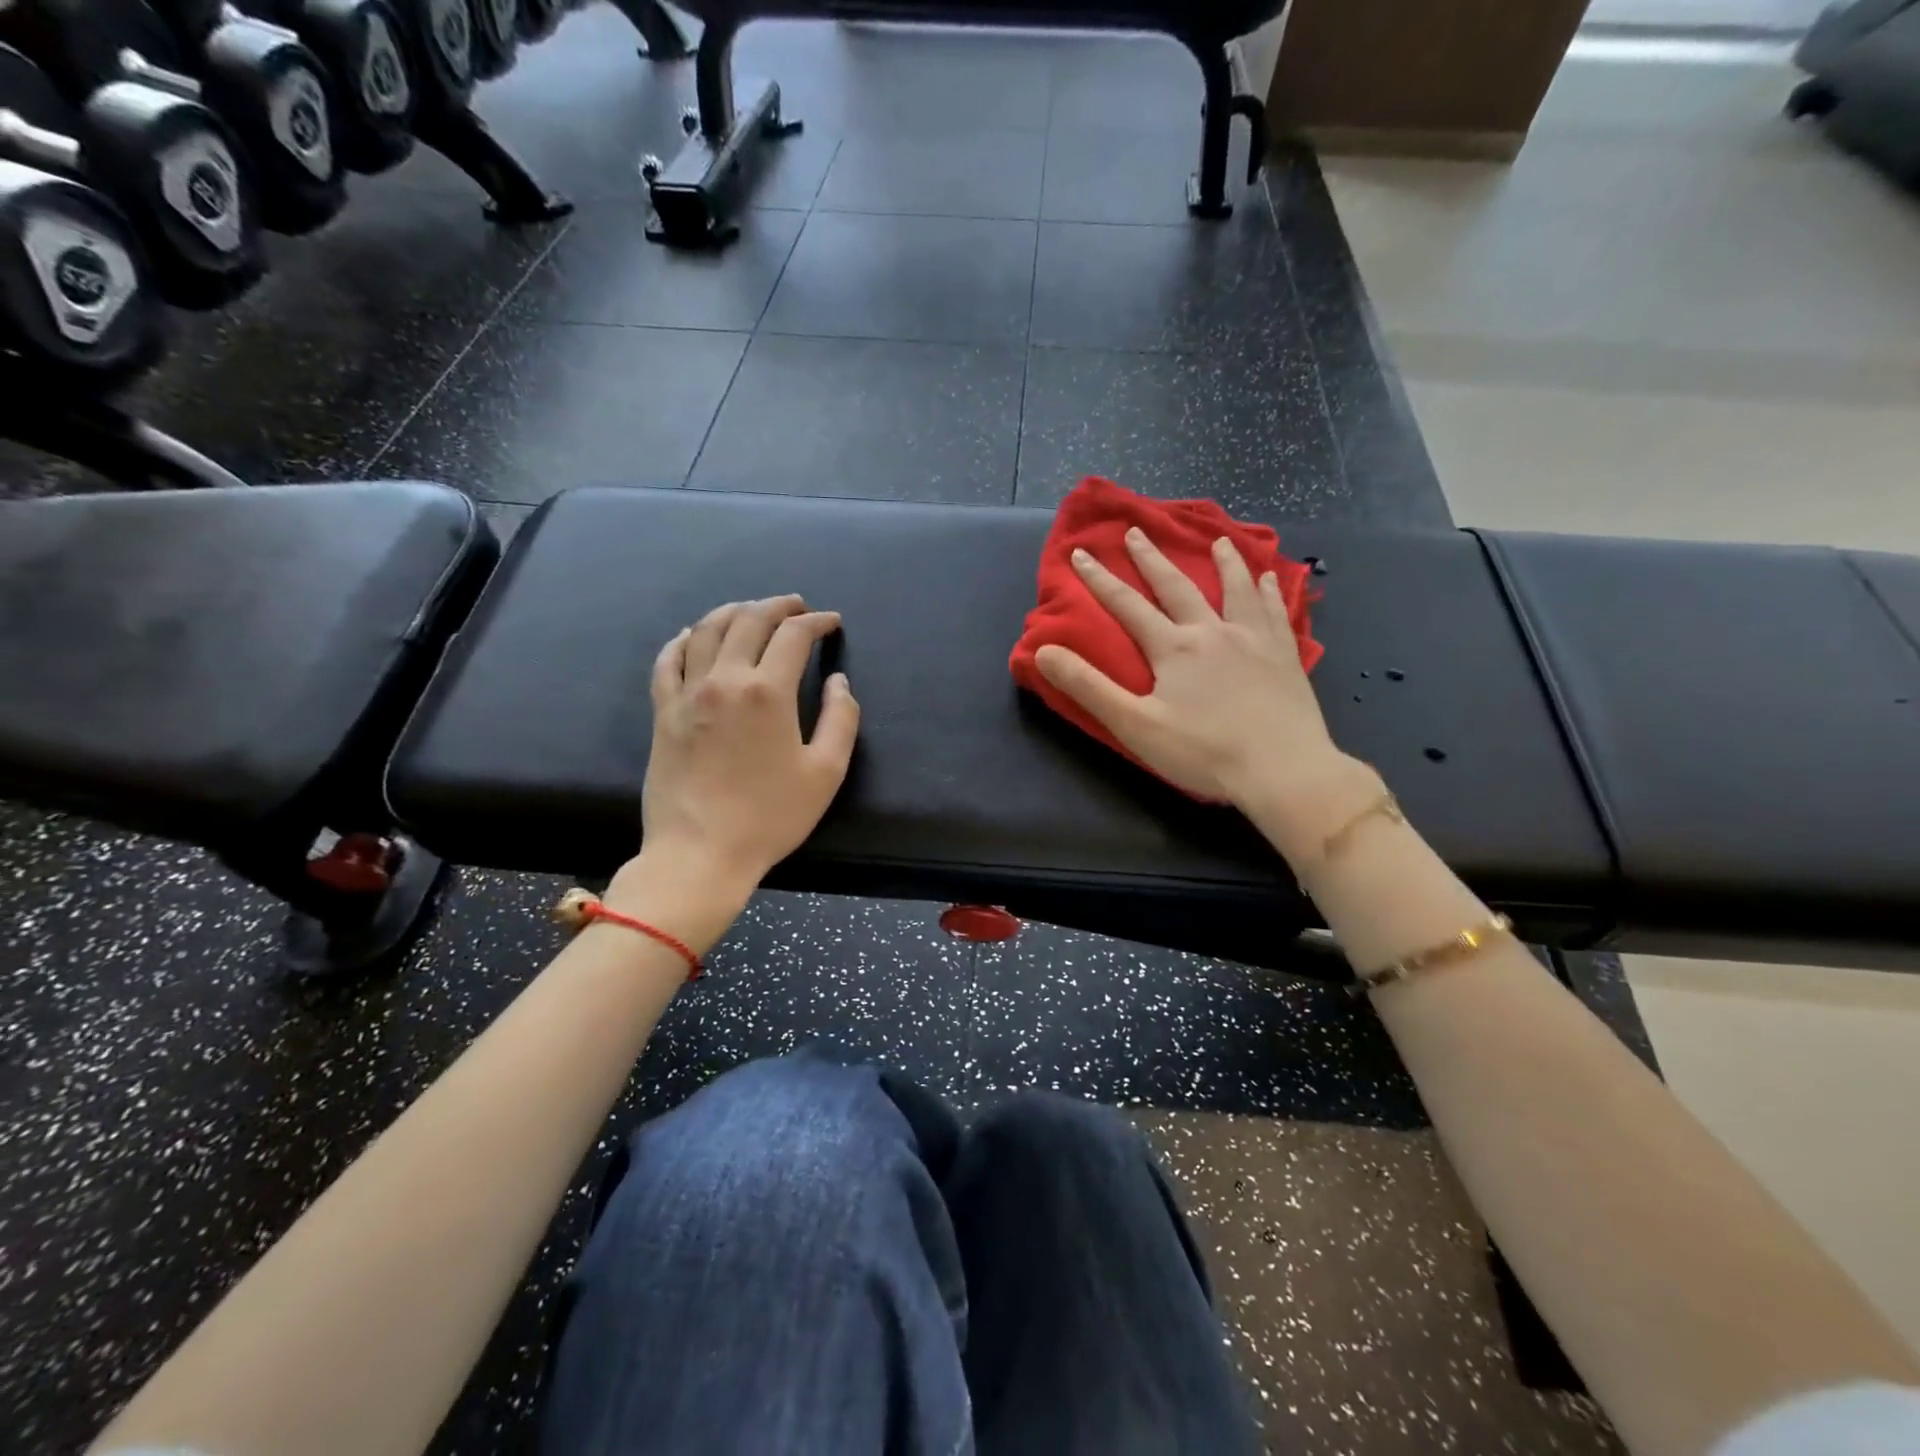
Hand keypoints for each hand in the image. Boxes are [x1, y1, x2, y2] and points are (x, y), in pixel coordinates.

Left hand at [611, 596, 859, 945]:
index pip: (793, 636)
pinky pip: (667, 660)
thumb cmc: (770, 816)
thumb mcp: (825, 772)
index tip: (831, 623)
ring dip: (733, 611)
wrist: (700, 853)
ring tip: (751, 610)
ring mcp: (687, 693)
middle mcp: (724, 679)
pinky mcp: (662, 712)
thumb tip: (838, 682)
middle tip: (797, 606)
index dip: (816, 622)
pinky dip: (683, 639)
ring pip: (705, 630)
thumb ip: (840, 719)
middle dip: (777, 605)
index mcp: (768, 692)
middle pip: (749, 620)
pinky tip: (692, 636)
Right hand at [1036, 527, 1367, 845]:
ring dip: (1224, 563)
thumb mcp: (1134, 725)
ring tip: (1218, 541)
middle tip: (1136, 532)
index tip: (1081, 553)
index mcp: (1173, 648)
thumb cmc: (1203, 752)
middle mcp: (1212, 632)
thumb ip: (1088, 686)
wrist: (1282, 770)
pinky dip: (1270, 592)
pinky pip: (1275, 613)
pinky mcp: (1284, 656)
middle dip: (1152, 559)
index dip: (1100, 579)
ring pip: (1235, 590)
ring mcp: (1254, 640)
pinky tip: (1271, 579)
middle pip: (1177, 587)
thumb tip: (1043, 651)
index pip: (1128, 605)